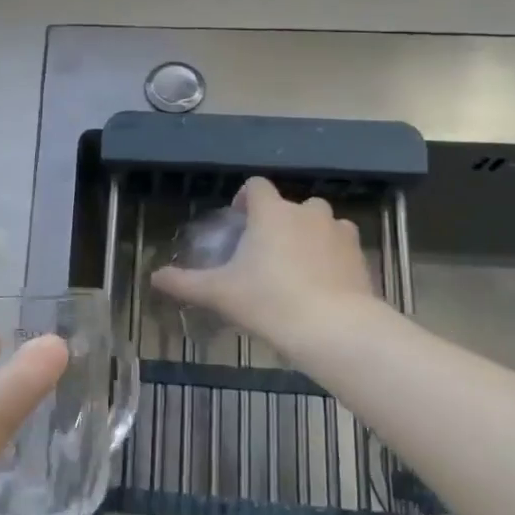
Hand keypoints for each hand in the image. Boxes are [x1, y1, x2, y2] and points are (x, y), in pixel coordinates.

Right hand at [151, 177, 379, 354]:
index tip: (239, 221)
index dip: (246, 198)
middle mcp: (307, 212)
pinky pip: (341, 247)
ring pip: (321, 223)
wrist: (335, 328)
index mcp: (272, 212)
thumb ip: (185, 282)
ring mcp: (338, 232)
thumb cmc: (269, 301)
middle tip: (265, 252)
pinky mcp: (360, 256)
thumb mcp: (220, 293)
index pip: (256, 186)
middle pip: (291, 205)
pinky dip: (331, 257)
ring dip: (308, 235)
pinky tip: (322, 284)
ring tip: (296, 267)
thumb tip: (153, 277)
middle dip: (278, 221)